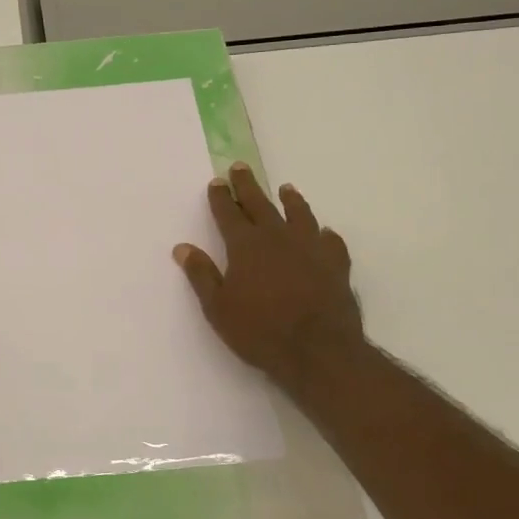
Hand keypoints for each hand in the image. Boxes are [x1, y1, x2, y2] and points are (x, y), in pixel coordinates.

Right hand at [173, 164, 367, 395]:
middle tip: (240, 167)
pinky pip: (330, 242)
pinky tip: (324, 233)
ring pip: (299, 215)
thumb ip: (201, 275)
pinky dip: (325, 234)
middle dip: (247, 185)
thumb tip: (182, 247)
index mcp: (246, 245)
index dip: (220, 197)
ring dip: (290, 200)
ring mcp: (310, 249)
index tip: (216, 182)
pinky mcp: (336, 265)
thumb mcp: (218, 307)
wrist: (318, 351)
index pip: (228, 213)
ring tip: (286, 189)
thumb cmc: (260, 331)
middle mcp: (278, 238)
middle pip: (260, 204)